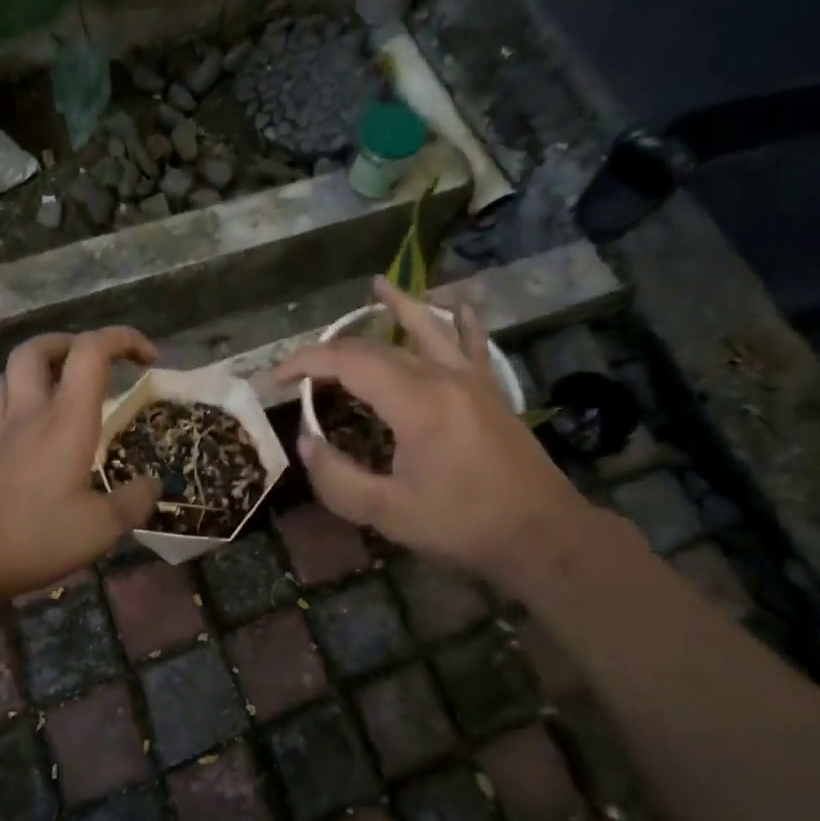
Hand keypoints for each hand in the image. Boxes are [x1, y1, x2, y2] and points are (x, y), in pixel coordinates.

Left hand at [0, 328, 160, 603]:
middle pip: (38, 349)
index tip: (149, 358)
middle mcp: (30, 413)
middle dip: (72, 342)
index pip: (91, 352)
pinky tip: (33, 431)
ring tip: (63, 388)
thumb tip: (152, 485)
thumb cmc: (31, 538)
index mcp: (66, 420)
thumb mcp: (99, 530)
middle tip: (97, 364)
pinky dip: (18, 399)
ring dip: (40, 367)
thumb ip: (132, 503)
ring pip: (10, 372)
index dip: (123, 339)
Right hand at [277, 279, 595, 583]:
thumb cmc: (463, 526)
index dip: (305, 363)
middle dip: (333, 351)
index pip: (348, 363)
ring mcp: (471, 379)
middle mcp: (443, 377)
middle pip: (378, 347)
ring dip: (399, 306)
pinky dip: (461, 320)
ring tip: (378, 285)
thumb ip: (338, 479)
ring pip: (428, 328)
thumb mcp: (389, 514)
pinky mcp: (490, 390)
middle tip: (303, 370)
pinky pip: (473, 344)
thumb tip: (307, 442)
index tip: (276, 378)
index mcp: (416, 403)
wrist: (543, 535)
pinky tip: (457, 304)